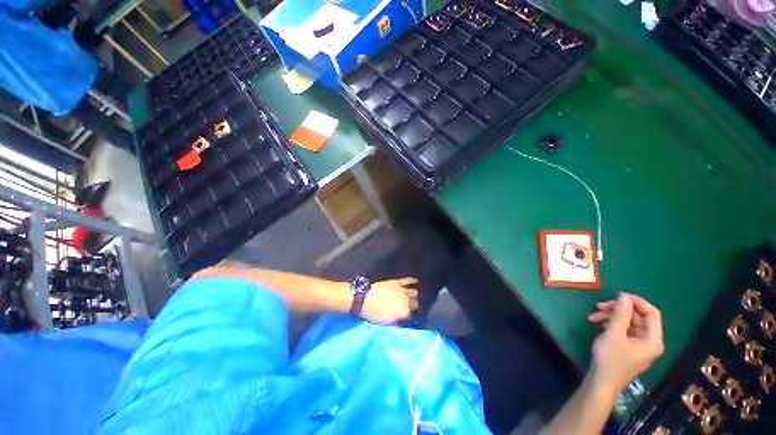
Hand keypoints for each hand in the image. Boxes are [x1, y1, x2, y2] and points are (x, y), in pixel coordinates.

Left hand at [361, 277, 418, 323]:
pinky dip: (412, 281)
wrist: (365, 298)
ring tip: (410, 297)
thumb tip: (402, 319)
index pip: (411, 316)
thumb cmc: (374, 313)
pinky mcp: (397, 282)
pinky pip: (407, 281)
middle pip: (415, 304)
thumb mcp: (386, 322)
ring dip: (412, 296)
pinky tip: (416, 281)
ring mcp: (402, 290)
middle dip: (412, 307)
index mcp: (404, 313)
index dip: (407, 317)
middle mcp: (406, 301)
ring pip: (414, 293)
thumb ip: (397, 320)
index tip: (404, 318)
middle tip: (407, 308)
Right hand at [587, 293, 664, 394]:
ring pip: (628, 322)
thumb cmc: (610, 359)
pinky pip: (623, 330)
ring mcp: (639, 345)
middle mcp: (650, 341)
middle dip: (618, 310)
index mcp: (653, 340)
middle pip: (638, 317)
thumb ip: (621, 314)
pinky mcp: (629, 347)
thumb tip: (624, 296)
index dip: (637, 302)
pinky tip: (596, 323)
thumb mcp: (614, 334)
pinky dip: (610, 324)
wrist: (601, 381)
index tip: (618, 295)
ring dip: (611, 316)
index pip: (652, 313)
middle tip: (599, 306)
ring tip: (592, 316)